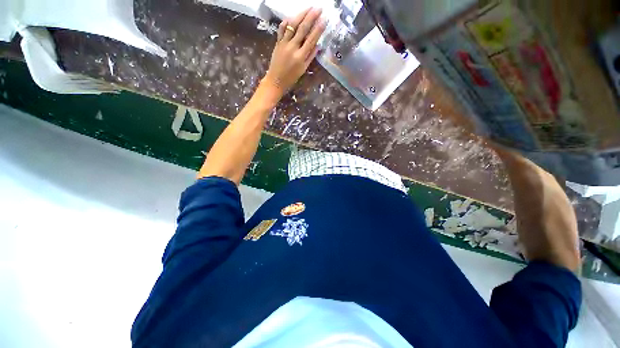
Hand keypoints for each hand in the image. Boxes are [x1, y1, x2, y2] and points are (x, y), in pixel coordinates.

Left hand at [262, 8, 326, 96]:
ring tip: (308, 8)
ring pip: (292, 26)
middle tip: (319, 8)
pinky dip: (287, 21)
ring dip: (301, 15)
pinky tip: (292, 16)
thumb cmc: (291, 77)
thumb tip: (318, 46)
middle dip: (311, 17)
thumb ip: (310, 57)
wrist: (276, 80)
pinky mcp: (278, 42)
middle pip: (303, 29)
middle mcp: (292, 48)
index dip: (318, 29)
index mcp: (300, 57)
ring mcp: (284, 43)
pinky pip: (282, 29)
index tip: (324, 20)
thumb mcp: (303, 69)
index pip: (311, 39)